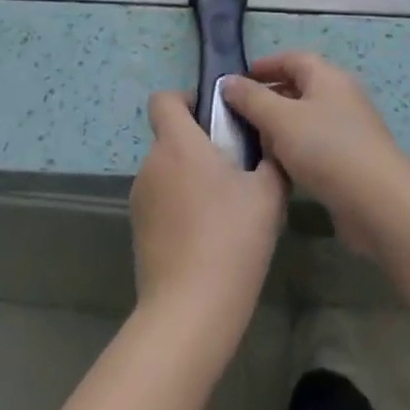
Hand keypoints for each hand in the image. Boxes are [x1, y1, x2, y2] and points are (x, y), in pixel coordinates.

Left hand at [129, 91, 286, 352]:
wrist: (190, 311)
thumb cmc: (231, 240)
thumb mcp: (267, 195)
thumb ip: (270, 161)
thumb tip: (270, 146)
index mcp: (178, 143)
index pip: (164, 99)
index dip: (187, 99)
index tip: (216, 118)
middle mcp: (152, 163)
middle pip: (171, 137)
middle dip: (199, 145)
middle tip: (235, 170)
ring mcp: (140, 198)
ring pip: (168, 171)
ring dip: (190, 178)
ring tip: (225, 209)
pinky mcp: (138, 229)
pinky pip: (162, 201)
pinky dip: (180, 207)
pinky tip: (207, 238)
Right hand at [221, 52, 409, 258]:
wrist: (380, 205)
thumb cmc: (327, 149)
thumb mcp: (280, 119)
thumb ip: (251, 98)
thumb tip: (228, 81)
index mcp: (327, 77)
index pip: (292, 58)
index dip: (264, 66)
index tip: (236, 81)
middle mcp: (340, 97)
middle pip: (299, 88)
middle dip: (267, 98)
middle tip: (237, 115)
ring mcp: (349, 130)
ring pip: (305, 120)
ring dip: (278, 128)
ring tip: (251, 144)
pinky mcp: (351, 161)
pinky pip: (315, 146)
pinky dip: (294, 151)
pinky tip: (277, 169)